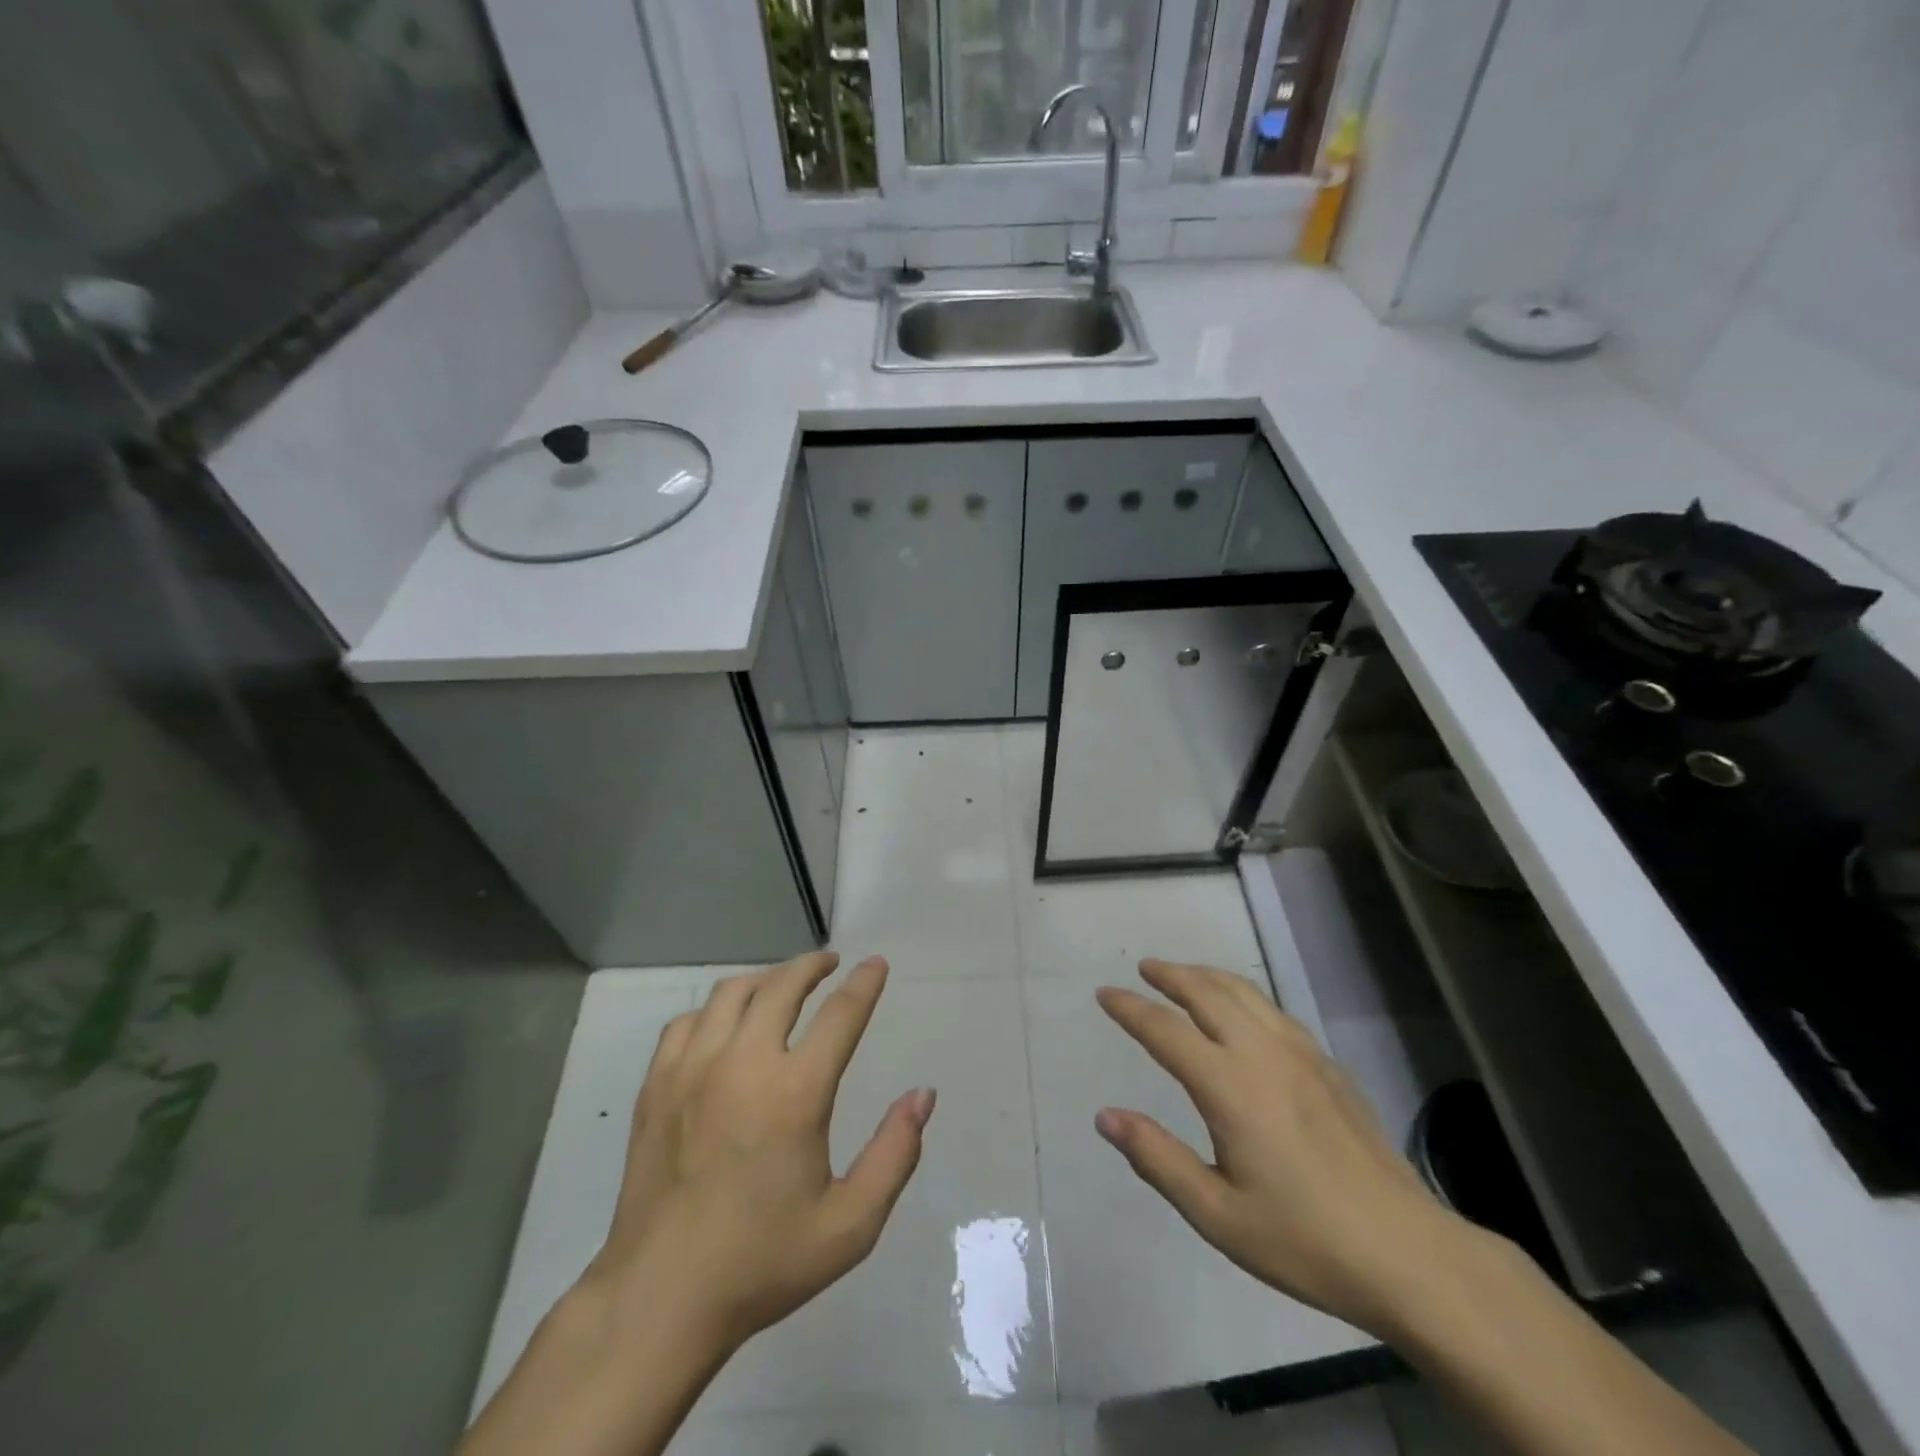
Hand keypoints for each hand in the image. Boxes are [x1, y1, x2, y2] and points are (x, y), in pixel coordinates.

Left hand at [586, 952, 935, 1349]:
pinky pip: (688, 1022)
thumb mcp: (850, 1225)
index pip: (840, 1014)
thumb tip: (923, 1095)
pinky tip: (725, 1024)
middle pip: (782, 985)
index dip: (864, 983)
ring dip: (765, 980)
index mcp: (795, 1092)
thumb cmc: (763, 1263)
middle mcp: (743, 1063)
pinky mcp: (657, 1085)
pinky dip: (715, 1009)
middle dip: (812, 965)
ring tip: (782, 985)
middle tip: (830, 963)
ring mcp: (692, 1070)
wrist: (660, 1299)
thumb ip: (895, 1154)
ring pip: (731, 993)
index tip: (876, 964)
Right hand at [1094, 958, 1475, 1338]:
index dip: (1130, 1008)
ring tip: (1184, 975)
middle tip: (1144, 968)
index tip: (1104, 993)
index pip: (1165, 1030)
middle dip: (1171, 975)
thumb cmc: (1304, 1240)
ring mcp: (1301, 1054)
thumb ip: (1157, 1158)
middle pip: (1207, 992)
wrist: (1409, 1255)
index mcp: (1229, 1087)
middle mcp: (1262, 1054)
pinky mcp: (1328, 1066)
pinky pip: (1273, 1011)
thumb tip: (1105, 1116)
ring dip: (1207, 976)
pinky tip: (1242, 1011)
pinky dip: (1243, 994)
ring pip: (1244, 993)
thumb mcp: (1217, 1214)